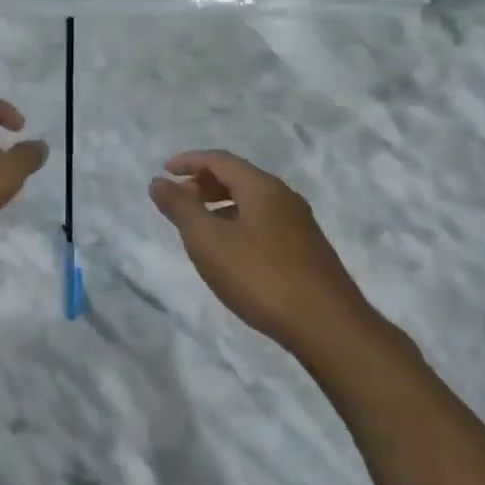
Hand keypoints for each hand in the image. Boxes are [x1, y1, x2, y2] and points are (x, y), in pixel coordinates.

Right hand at [149, 151, 374, 357]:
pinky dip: (237, 223)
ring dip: (220, 205)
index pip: (220, 160)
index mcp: (262, 187)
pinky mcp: (306, 249)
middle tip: (177, 200)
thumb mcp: (208, 241)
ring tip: (197, 227)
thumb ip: (180, 208)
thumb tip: (158, 182)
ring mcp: (299, 224)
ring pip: (251, 202)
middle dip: (204, 183)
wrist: (326, 325)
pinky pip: (263, 222)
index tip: (164, 172)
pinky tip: (229, 252)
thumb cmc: (259, 276)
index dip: (189, 162)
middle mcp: (284, 197)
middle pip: (238, 177)